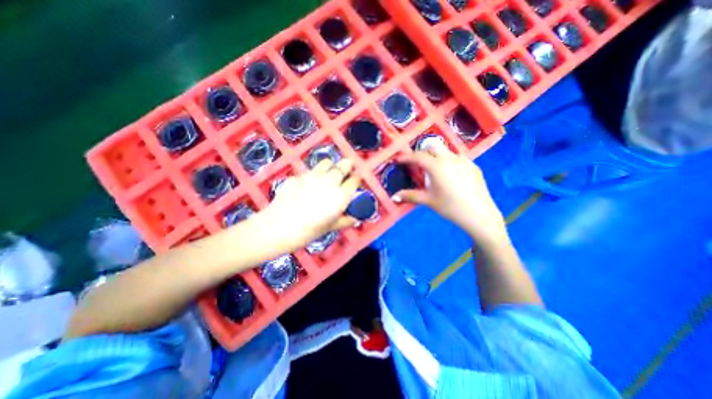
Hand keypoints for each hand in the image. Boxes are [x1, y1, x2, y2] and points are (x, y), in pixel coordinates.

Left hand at [261, 157, 362, 250]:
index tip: (356, 181)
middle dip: (348, 166)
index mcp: (341, 195)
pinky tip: (309, 183)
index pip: (355, 180)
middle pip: (344, 165)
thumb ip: (346, 221)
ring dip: (331, 166)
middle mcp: (330, 181)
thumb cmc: (309, 231)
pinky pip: (311, 170)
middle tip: (347, 169)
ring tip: (329, 173)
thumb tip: (355, 218)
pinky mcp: (299, 175)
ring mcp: (313, 176)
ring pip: (327, 162)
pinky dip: (315, 174)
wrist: (278, 227)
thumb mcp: (331, 227)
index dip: (357, 179)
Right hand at [395, 140, 504, 246]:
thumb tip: (394, 197)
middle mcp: (450, 158)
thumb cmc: (450, 207)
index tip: (398, 160)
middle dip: (422, 151)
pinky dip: (449, 162)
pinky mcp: (473, 165)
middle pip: (433, 145)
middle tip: (418, 164)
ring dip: (436, 156)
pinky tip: (451, 177)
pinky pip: (457, 158)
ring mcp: (463, 160)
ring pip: (446, 150)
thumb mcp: (428, 201)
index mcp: (437, 166)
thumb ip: (410, 196)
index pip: (417, 156)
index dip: (406, 157)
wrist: (479, 214)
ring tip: (435, 171)